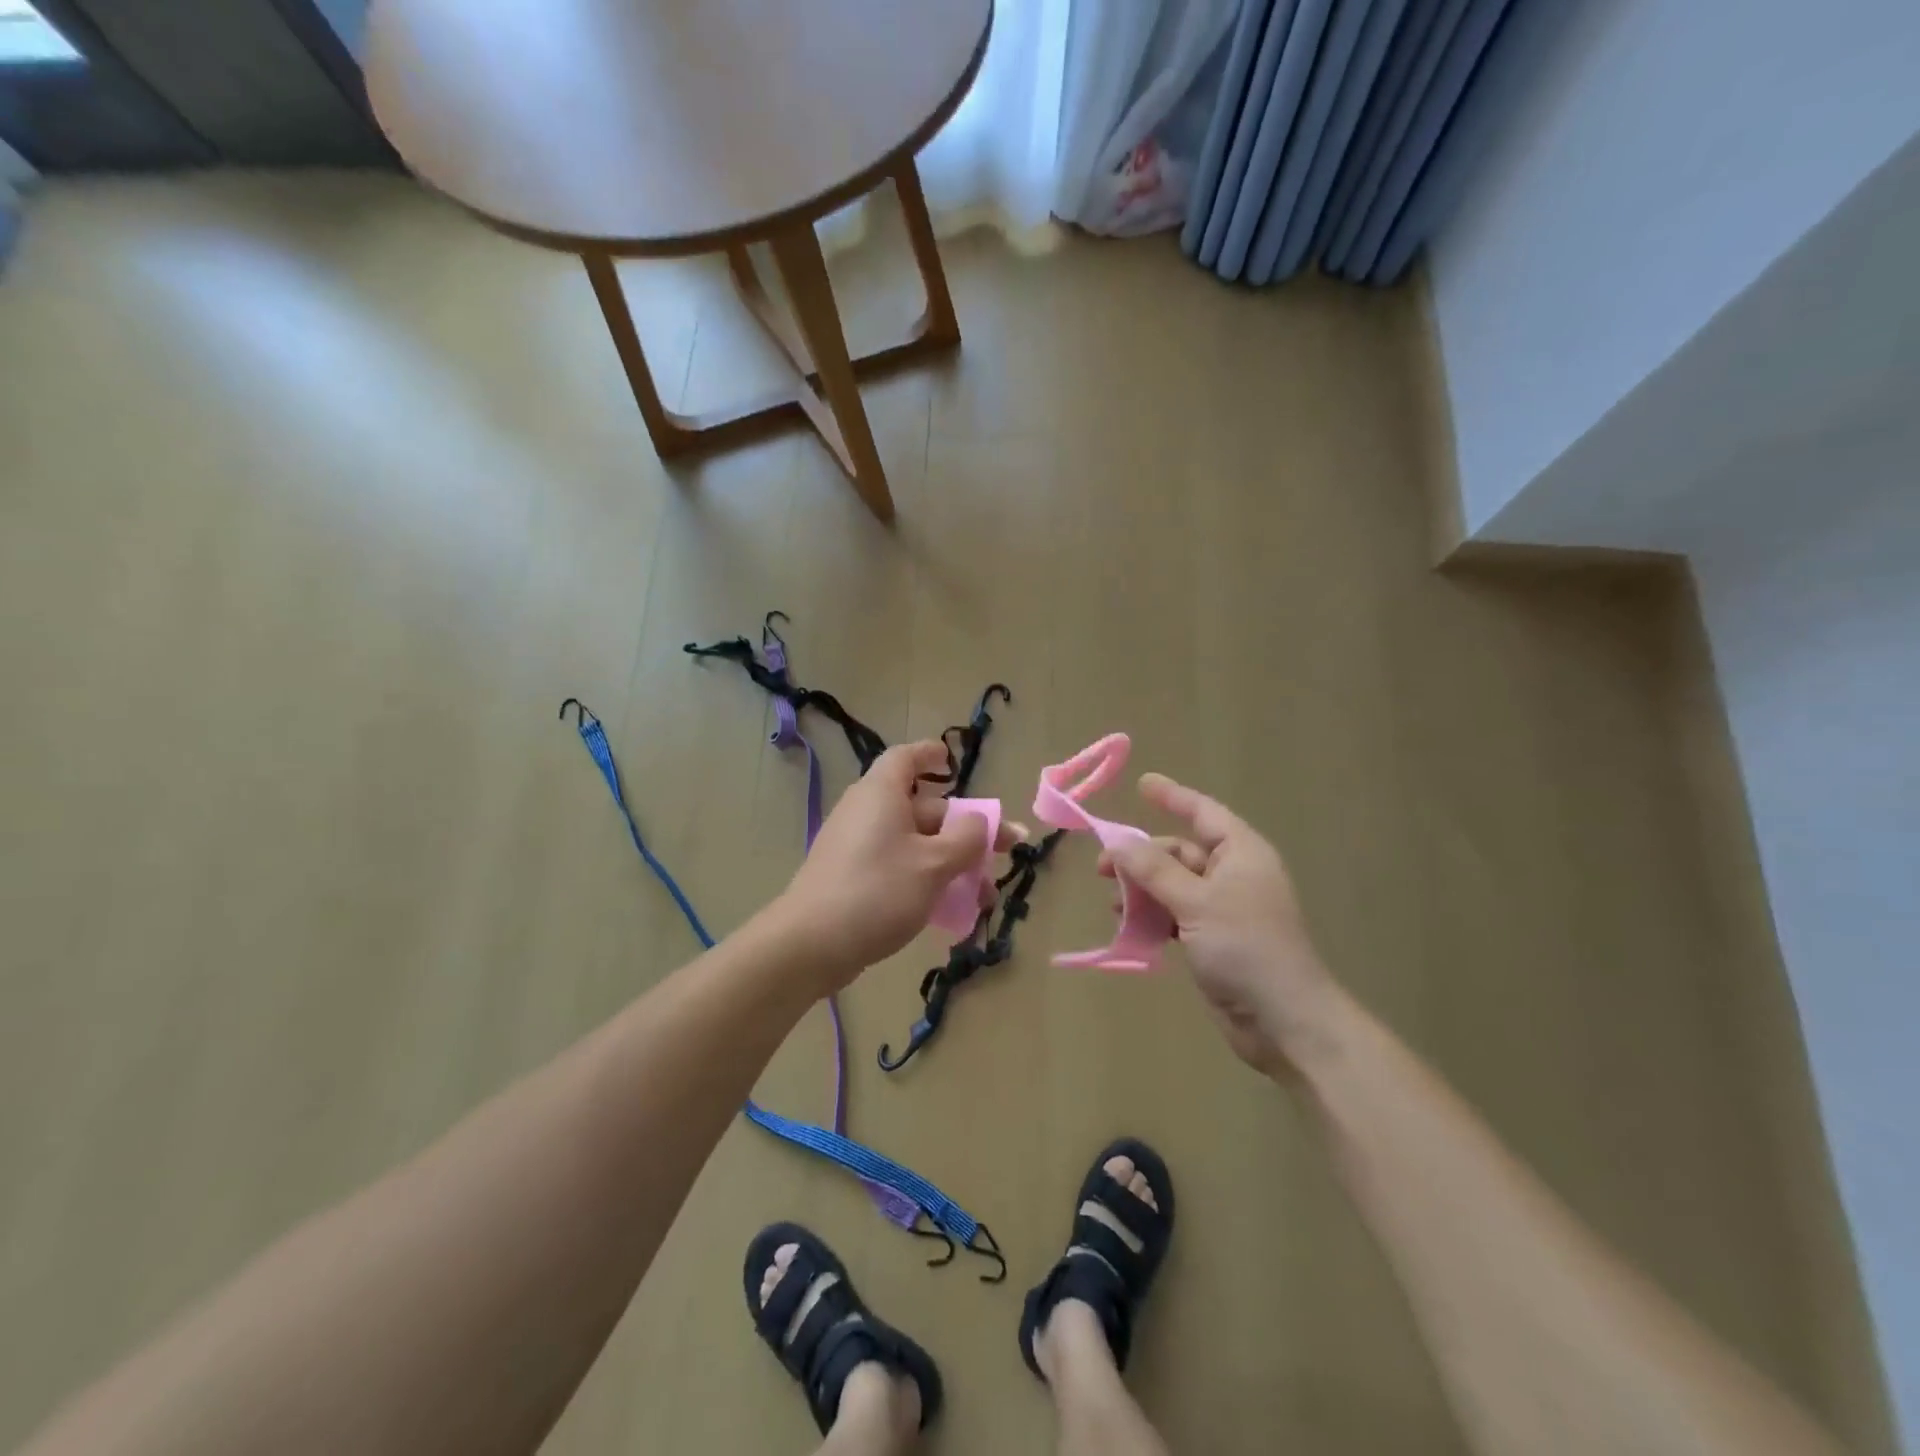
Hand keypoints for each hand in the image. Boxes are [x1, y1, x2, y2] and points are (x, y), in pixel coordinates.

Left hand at [777, 741, 1020, 986]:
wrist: (810, 944)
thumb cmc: (878, 891)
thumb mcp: (934, 864)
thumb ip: (967, 838)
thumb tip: (979, 819)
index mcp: (882, 793)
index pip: (906, 758)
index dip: (930, 755)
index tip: (951, 760)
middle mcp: (866, 811)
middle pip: (922, 808)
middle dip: (964, 830)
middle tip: (1004, 851)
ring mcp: (855, 846)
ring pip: (913, 843)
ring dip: (951, 862)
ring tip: (983, 895)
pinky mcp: (850, 877)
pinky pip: (896, 865)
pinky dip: (925, 877)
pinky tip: (950, 910)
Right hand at [1103, 774, 1335, 1077]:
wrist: (1284, 1020)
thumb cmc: (1246, 948)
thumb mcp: (1196, 902)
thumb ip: (1154, 870)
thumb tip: (1119, 842)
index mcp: (1241, 854)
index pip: (1203, 813)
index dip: (1172, 796)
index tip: (1142, 783)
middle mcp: (1233, 875)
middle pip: (1180, 852)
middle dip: (1142, 857)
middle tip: (1102, 868)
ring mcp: (1224, 909)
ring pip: (1173, 885)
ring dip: (1142, 890)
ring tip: (1113, 902)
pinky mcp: (1214, 940)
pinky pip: (1175, 914)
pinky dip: (1153, 916)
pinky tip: (1129, 926)